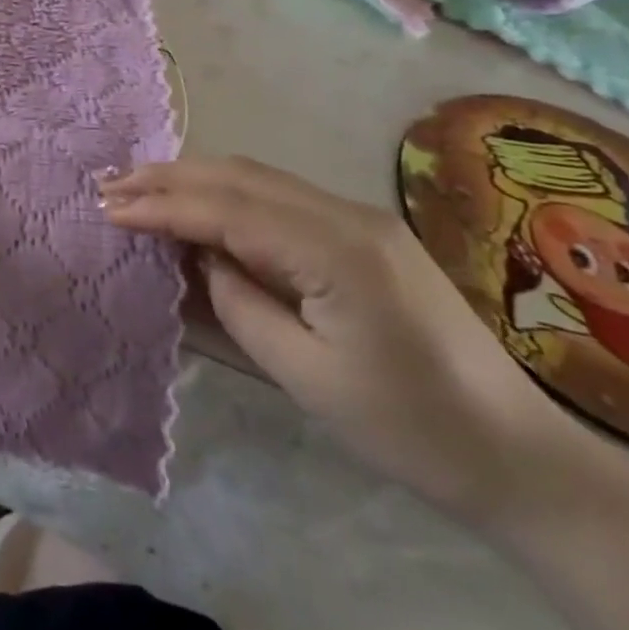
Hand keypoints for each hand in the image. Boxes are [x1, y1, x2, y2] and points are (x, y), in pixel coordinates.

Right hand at [101, 157, 588, 524]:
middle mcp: (346, 213)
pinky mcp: (362, 230)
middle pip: (239, 176)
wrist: (519, 453)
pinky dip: (228, 194)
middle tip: (111, 185)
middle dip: (169, 177)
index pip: (228, 209)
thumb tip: (200, 257)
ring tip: (141, 187)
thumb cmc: (410, 428)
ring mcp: (358, 216)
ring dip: (195, 179)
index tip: (109, 208)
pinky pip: (280, 196)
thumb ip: (241, 304)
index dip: (163, 206)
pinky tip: (201, 204)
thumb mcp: (307, 377)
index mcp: (335, 250)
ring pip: (257, 177)